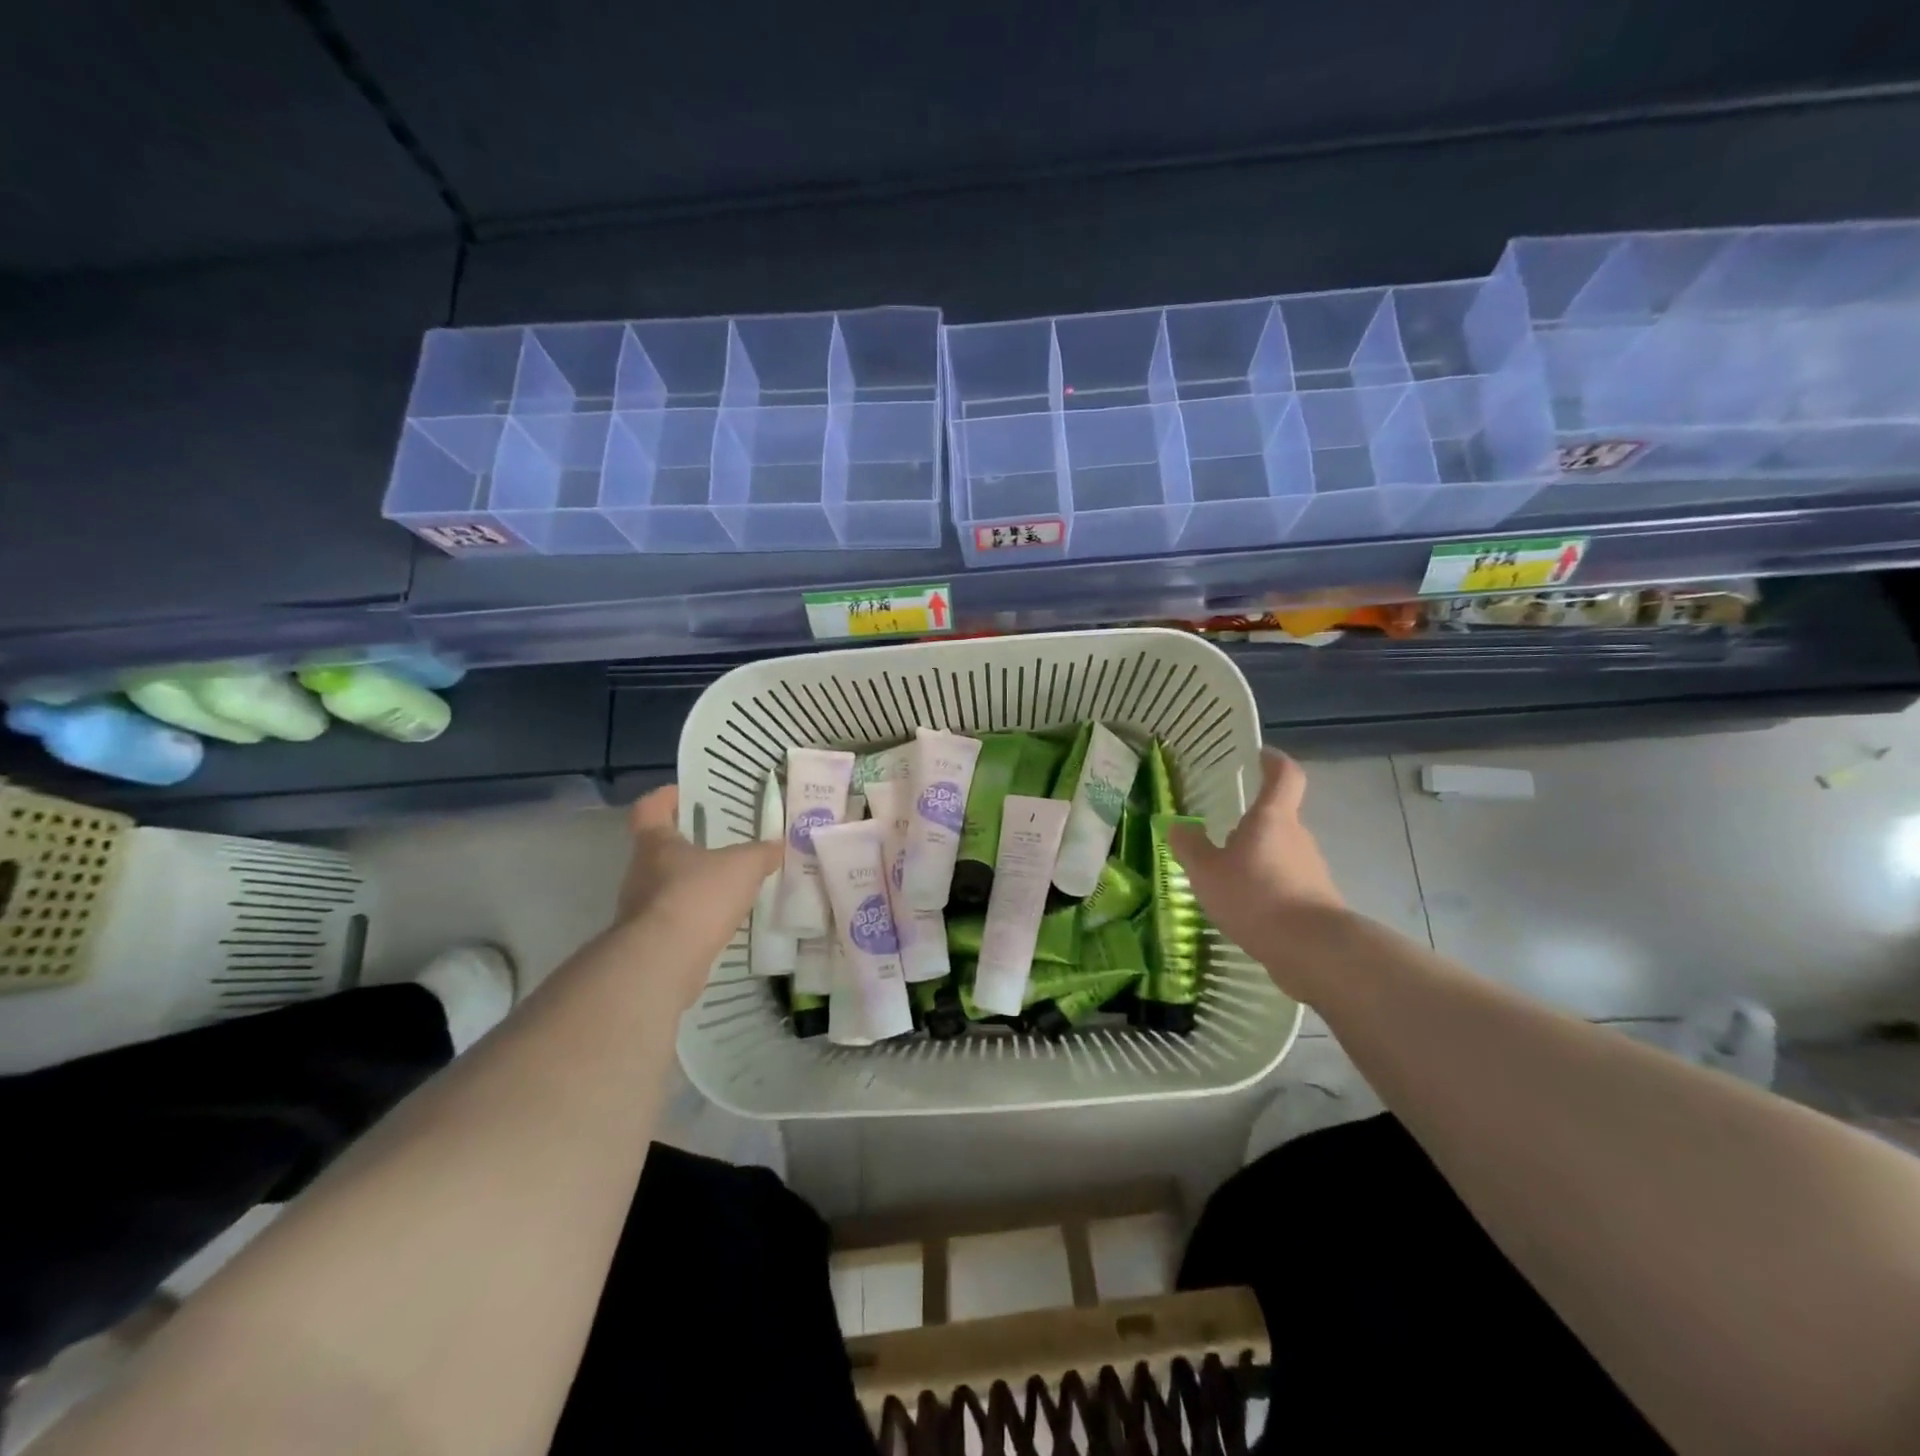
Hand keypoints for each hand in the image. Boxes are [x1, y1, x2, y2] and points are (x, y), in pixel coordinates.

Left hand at [614, 785, 781, 1005]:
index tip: (685, 794)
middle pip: (659, 849)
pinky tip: (722, 922)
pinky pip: (676, 919)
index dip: (665, 798)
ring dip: (693, 884)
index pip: (650, 809)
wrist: (664, 961)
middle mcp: (641, 872)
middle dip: (688, 845)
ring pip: (667, 887)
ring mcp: (640, 909)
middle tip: (721, 843)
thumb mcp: (743, 866)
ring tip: (728, 886)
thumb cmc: (698, 896)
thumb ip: (761, 853)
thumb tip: (778, 845)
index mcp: (656, 843)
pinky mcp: (650, 941)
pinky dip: (696, 917)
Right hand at [1167, 749, 1348, 1003]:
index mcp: (1273, 818)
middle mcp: (1298, 837)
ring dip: (1256, 859)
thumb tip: (1176, 825)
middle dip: (1252, 823)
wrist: (1313, 950)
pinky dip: (1266, 889)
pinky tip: (1244, 910)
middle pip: (1278, 818)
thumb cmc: (1256, 896)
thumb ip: (1190, 847)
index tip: (1259, 756)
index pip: (1284, 775)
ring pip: (1280, 853)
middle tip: (1219, 833)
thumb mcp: (1207, 871)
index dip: (1273, 761)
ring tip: (1225, 879)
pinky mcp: (1315, 901)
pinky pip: (1285, 884)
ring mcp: (1311, 870)